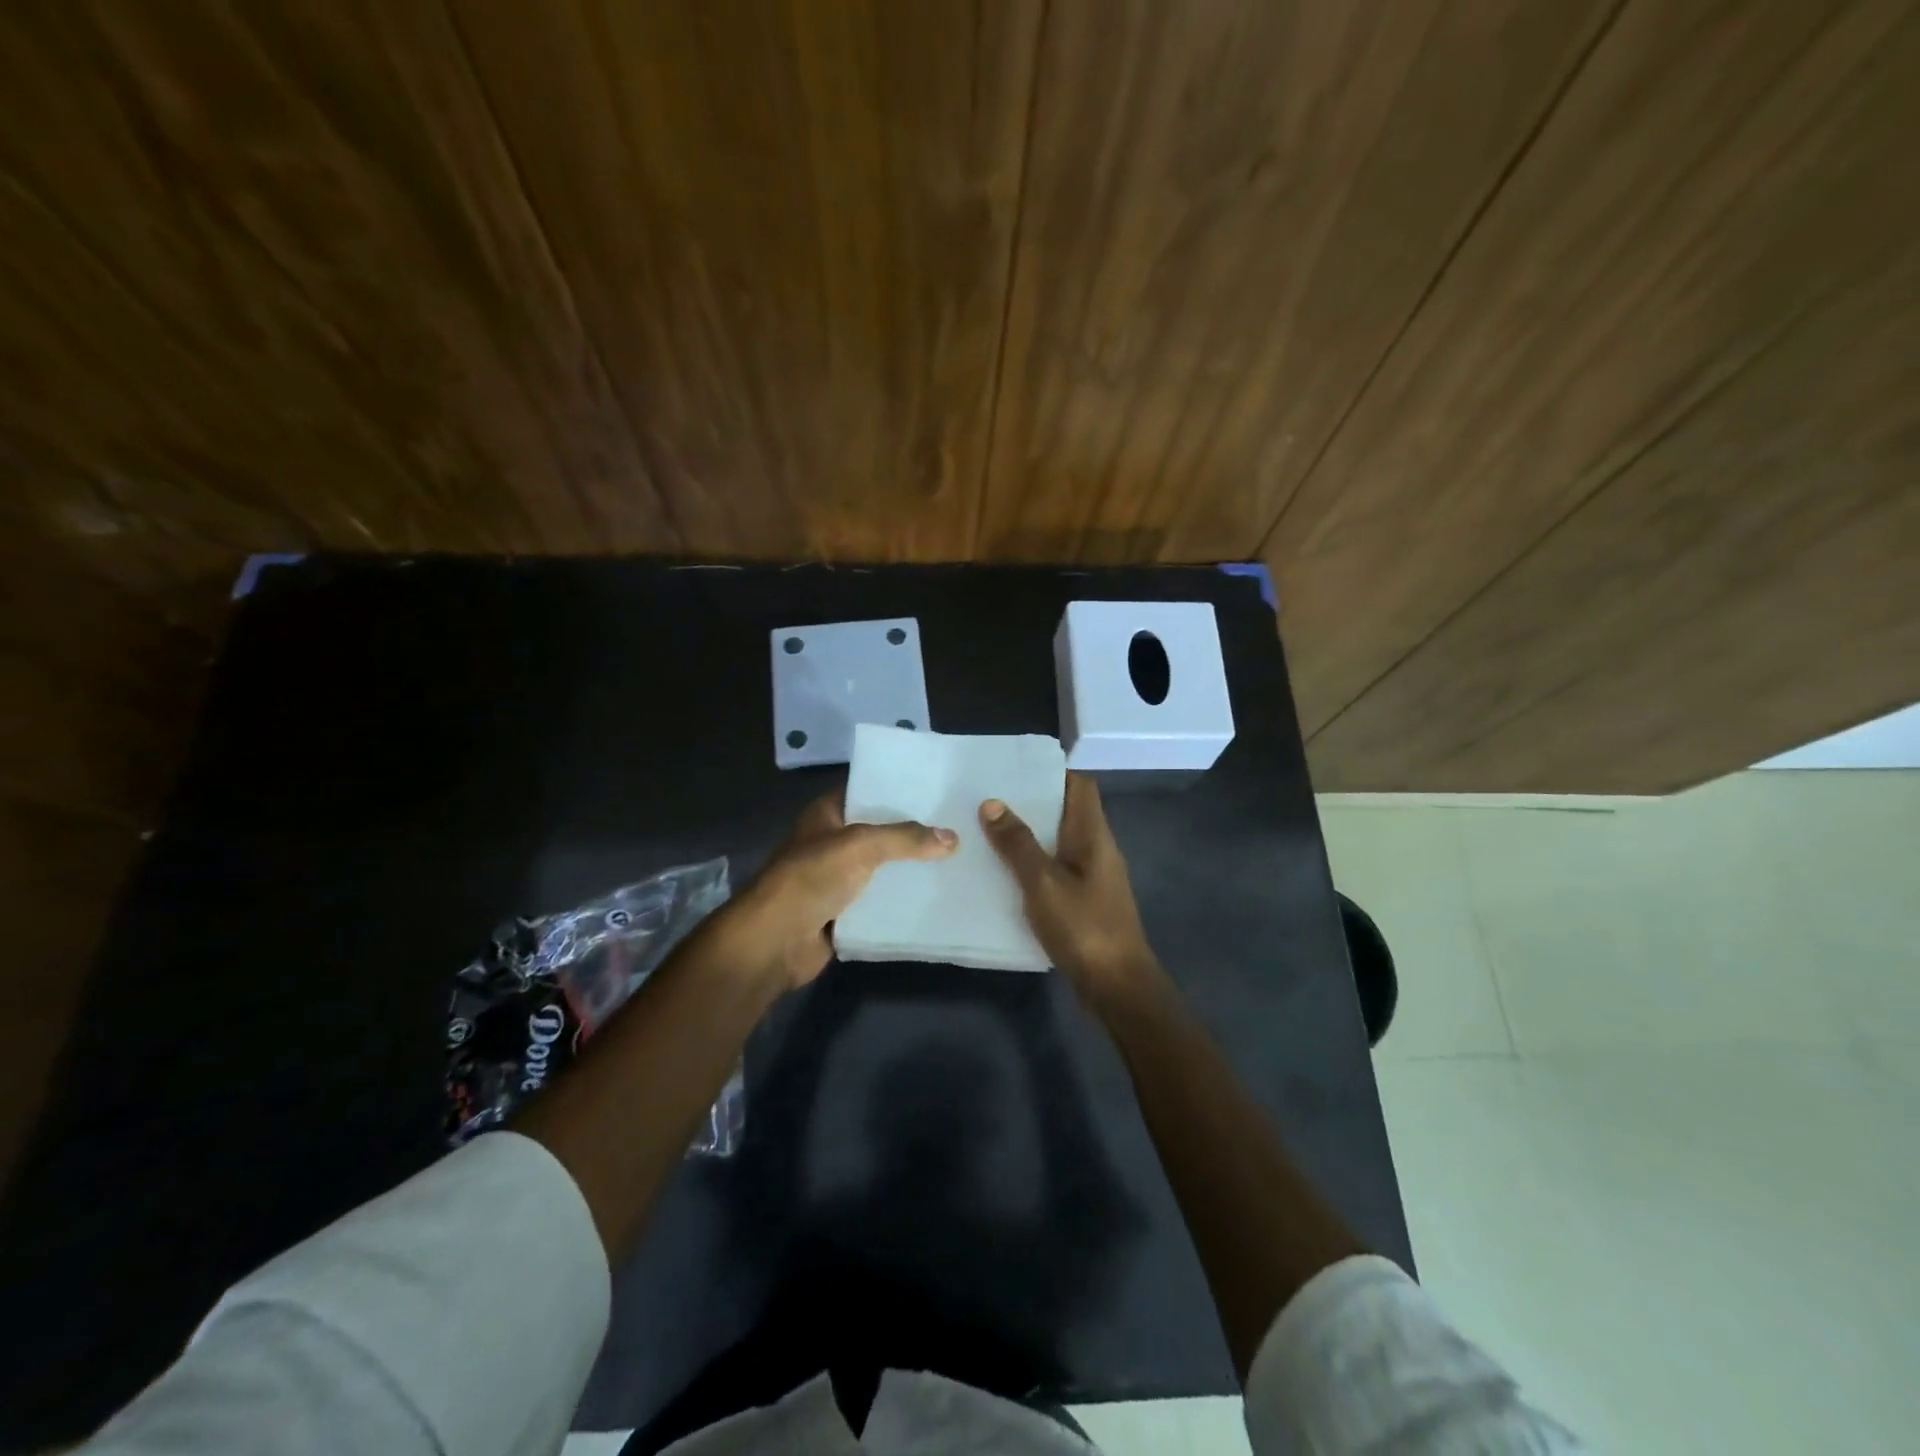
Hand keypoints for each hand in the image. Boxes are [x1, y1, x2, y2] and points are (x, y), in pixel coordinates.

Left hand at [708, 789, 956, 989]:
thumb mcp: (860, 846)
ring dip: (909, 869)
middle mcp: (830, 842)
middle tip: (956, 827)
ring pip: (881, 869)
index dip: (898, 790)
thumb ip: (905, 838)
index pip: (866, 791)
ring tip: (955, 860)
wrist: (774, 940)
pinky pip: (878, 902)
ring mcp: (835, 879)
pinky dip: (900, 901)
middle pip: (878, 832)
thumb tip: (953, 838)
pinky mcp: (843, 912)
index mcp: (826, 815)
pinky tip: (935, 896)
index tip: (936, 791)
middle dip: (912, 833)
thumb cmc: (811, 878)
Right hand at [979, 773, 1164, 1011]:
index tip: (1013, 772)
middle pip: (1066, 812)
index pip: (1080, 786)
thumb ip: (1018, 844)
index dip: (1051, 773)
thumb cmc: (1084, 928)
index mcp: (1093, 835)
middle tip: (988, 800)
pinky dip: (1032, 866)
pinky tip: (1004, 874)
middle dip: (1030, 804)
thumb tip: (992, 803)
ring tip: (987, 831)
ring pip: (1058, 843)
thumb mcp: (1043, 883)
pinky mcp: (1085, 901)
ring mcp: (1092, 877)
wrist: (1117, 987)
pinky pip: (1056, 870)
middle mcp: (1097, 849)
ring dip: (1028, 836)